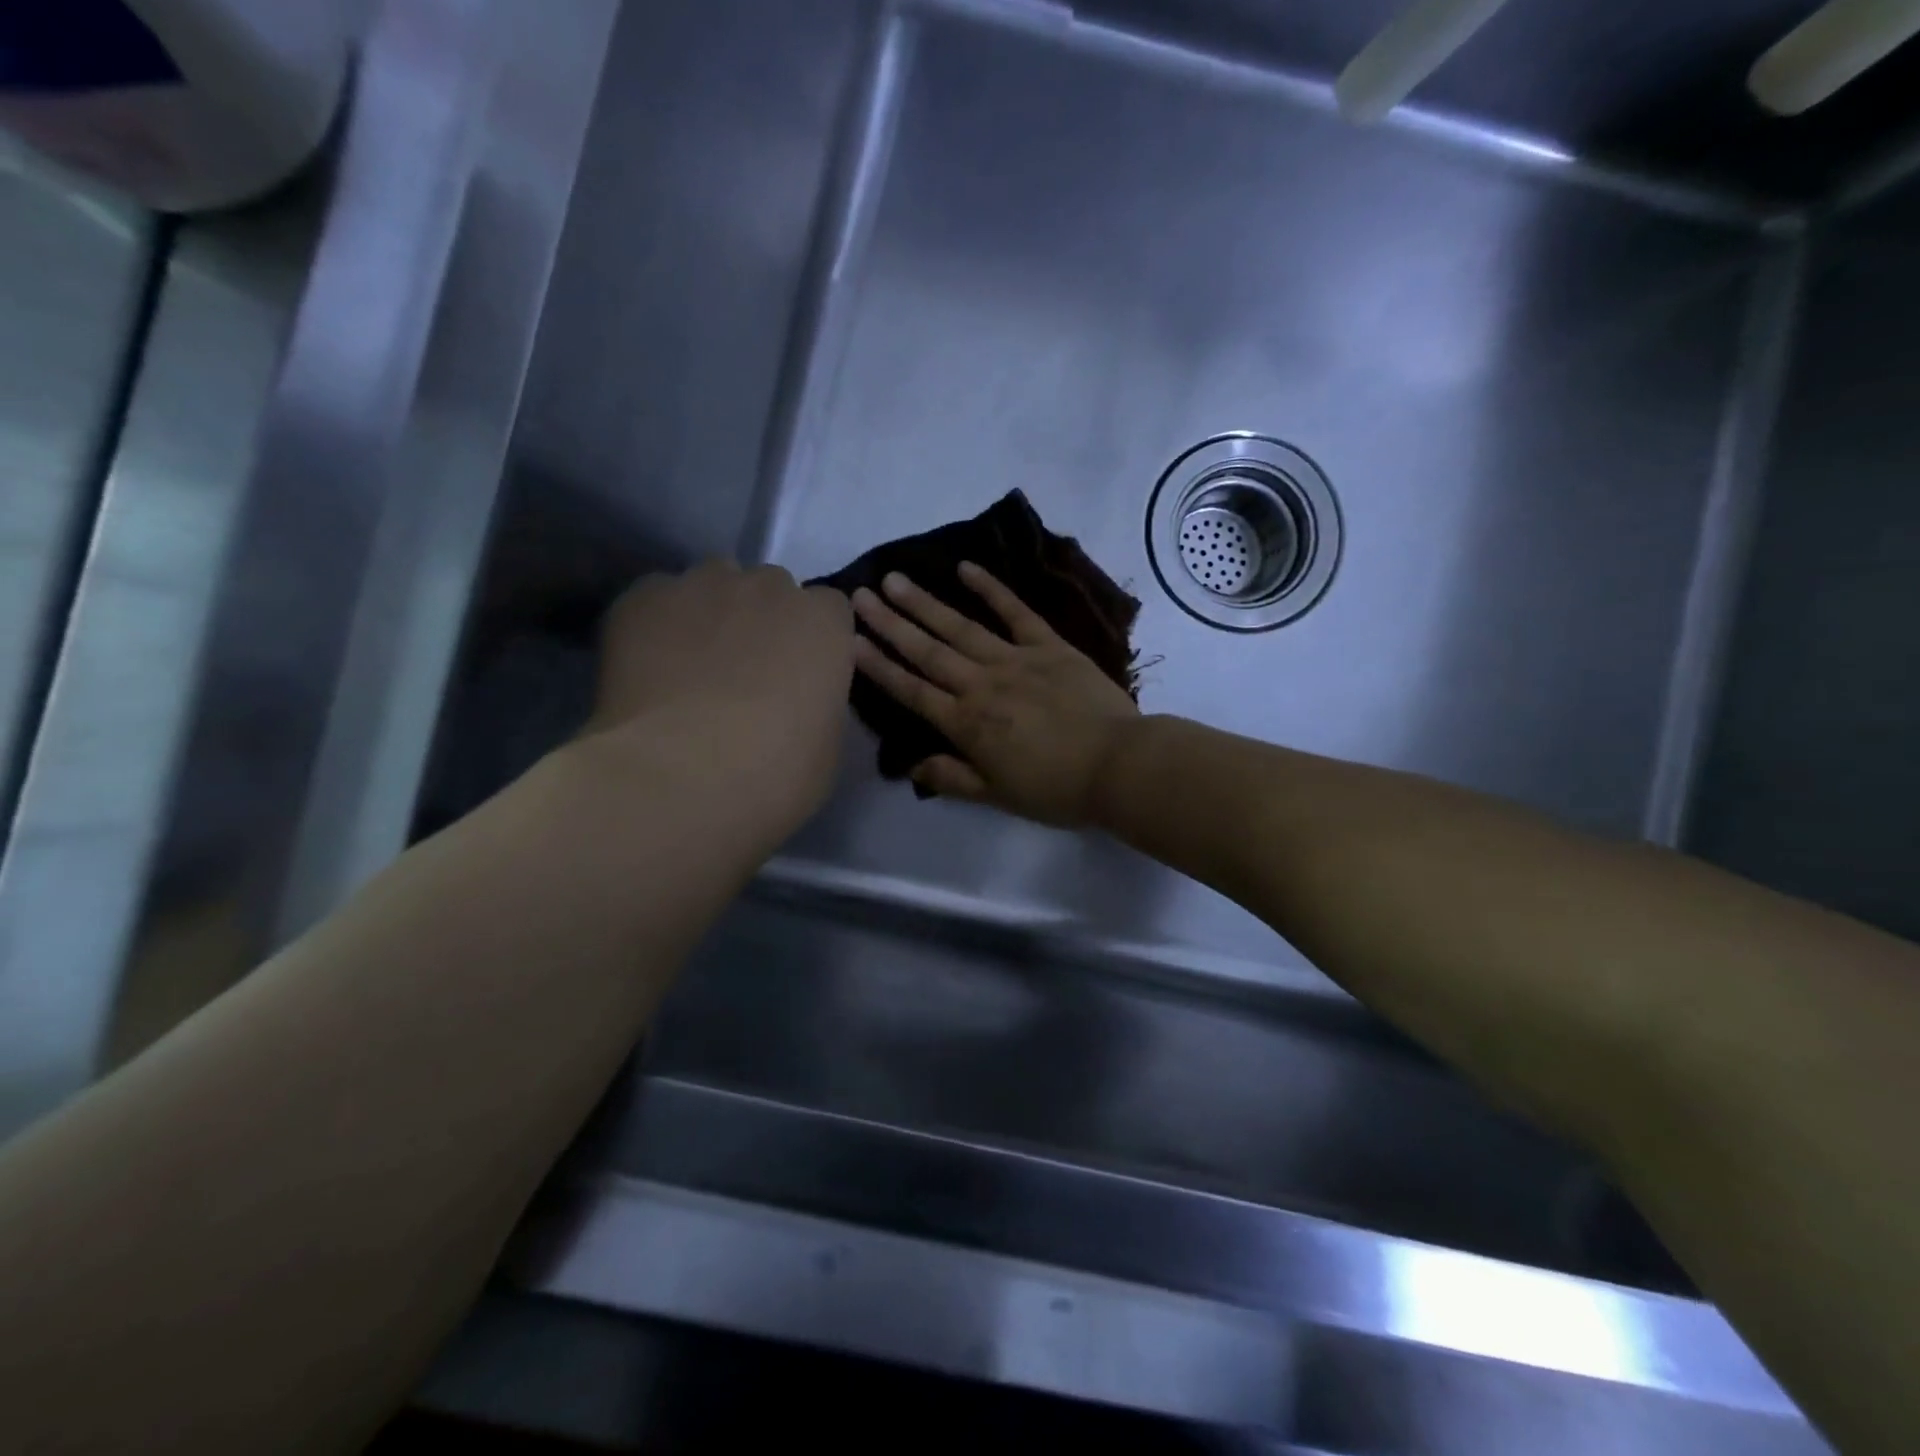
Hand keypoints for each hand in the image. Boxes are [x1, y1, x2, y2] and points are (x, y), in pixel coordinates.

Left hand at [589, 561, 854, 831]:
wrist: (682, 778)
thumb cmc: (776, 773)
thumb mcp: (825, 743)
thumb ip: (815, 699)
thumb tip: (793, 698)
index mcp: (824, 623)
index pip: (828, 609)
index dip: (811, 639)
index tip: (798, 673)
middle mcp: (769, 588)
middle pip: (770, 589)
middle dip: (762, 621)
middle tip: (744, 674)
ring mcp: (702, 585)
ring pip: (712, 585)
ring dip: (710, 615)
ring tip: (690, 668)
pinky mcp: (643, 596)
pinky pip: (657, 598)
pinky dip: (657, 625)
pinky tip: (648, 669)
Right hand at [850, 563, 1139, 828]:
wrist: (1118, 765)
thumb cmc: (1056, 788)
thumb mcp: (997, 795)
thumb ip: (952, 777)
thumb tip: (912, 764)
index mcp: (967, 724)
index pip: (912, 690)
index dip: (879, 666)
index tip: (849, 640)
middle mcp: (982, 684)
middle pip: (927, 651)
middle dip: (891, 624)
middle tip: (861, 595)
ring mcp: (1015, 659)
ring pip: (960, 627)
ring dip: (925, 603)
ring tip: (895, 579)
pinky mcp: (1049, 646)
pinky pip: (1016, 612)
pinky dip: (992, 589)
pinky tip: (966, 568)